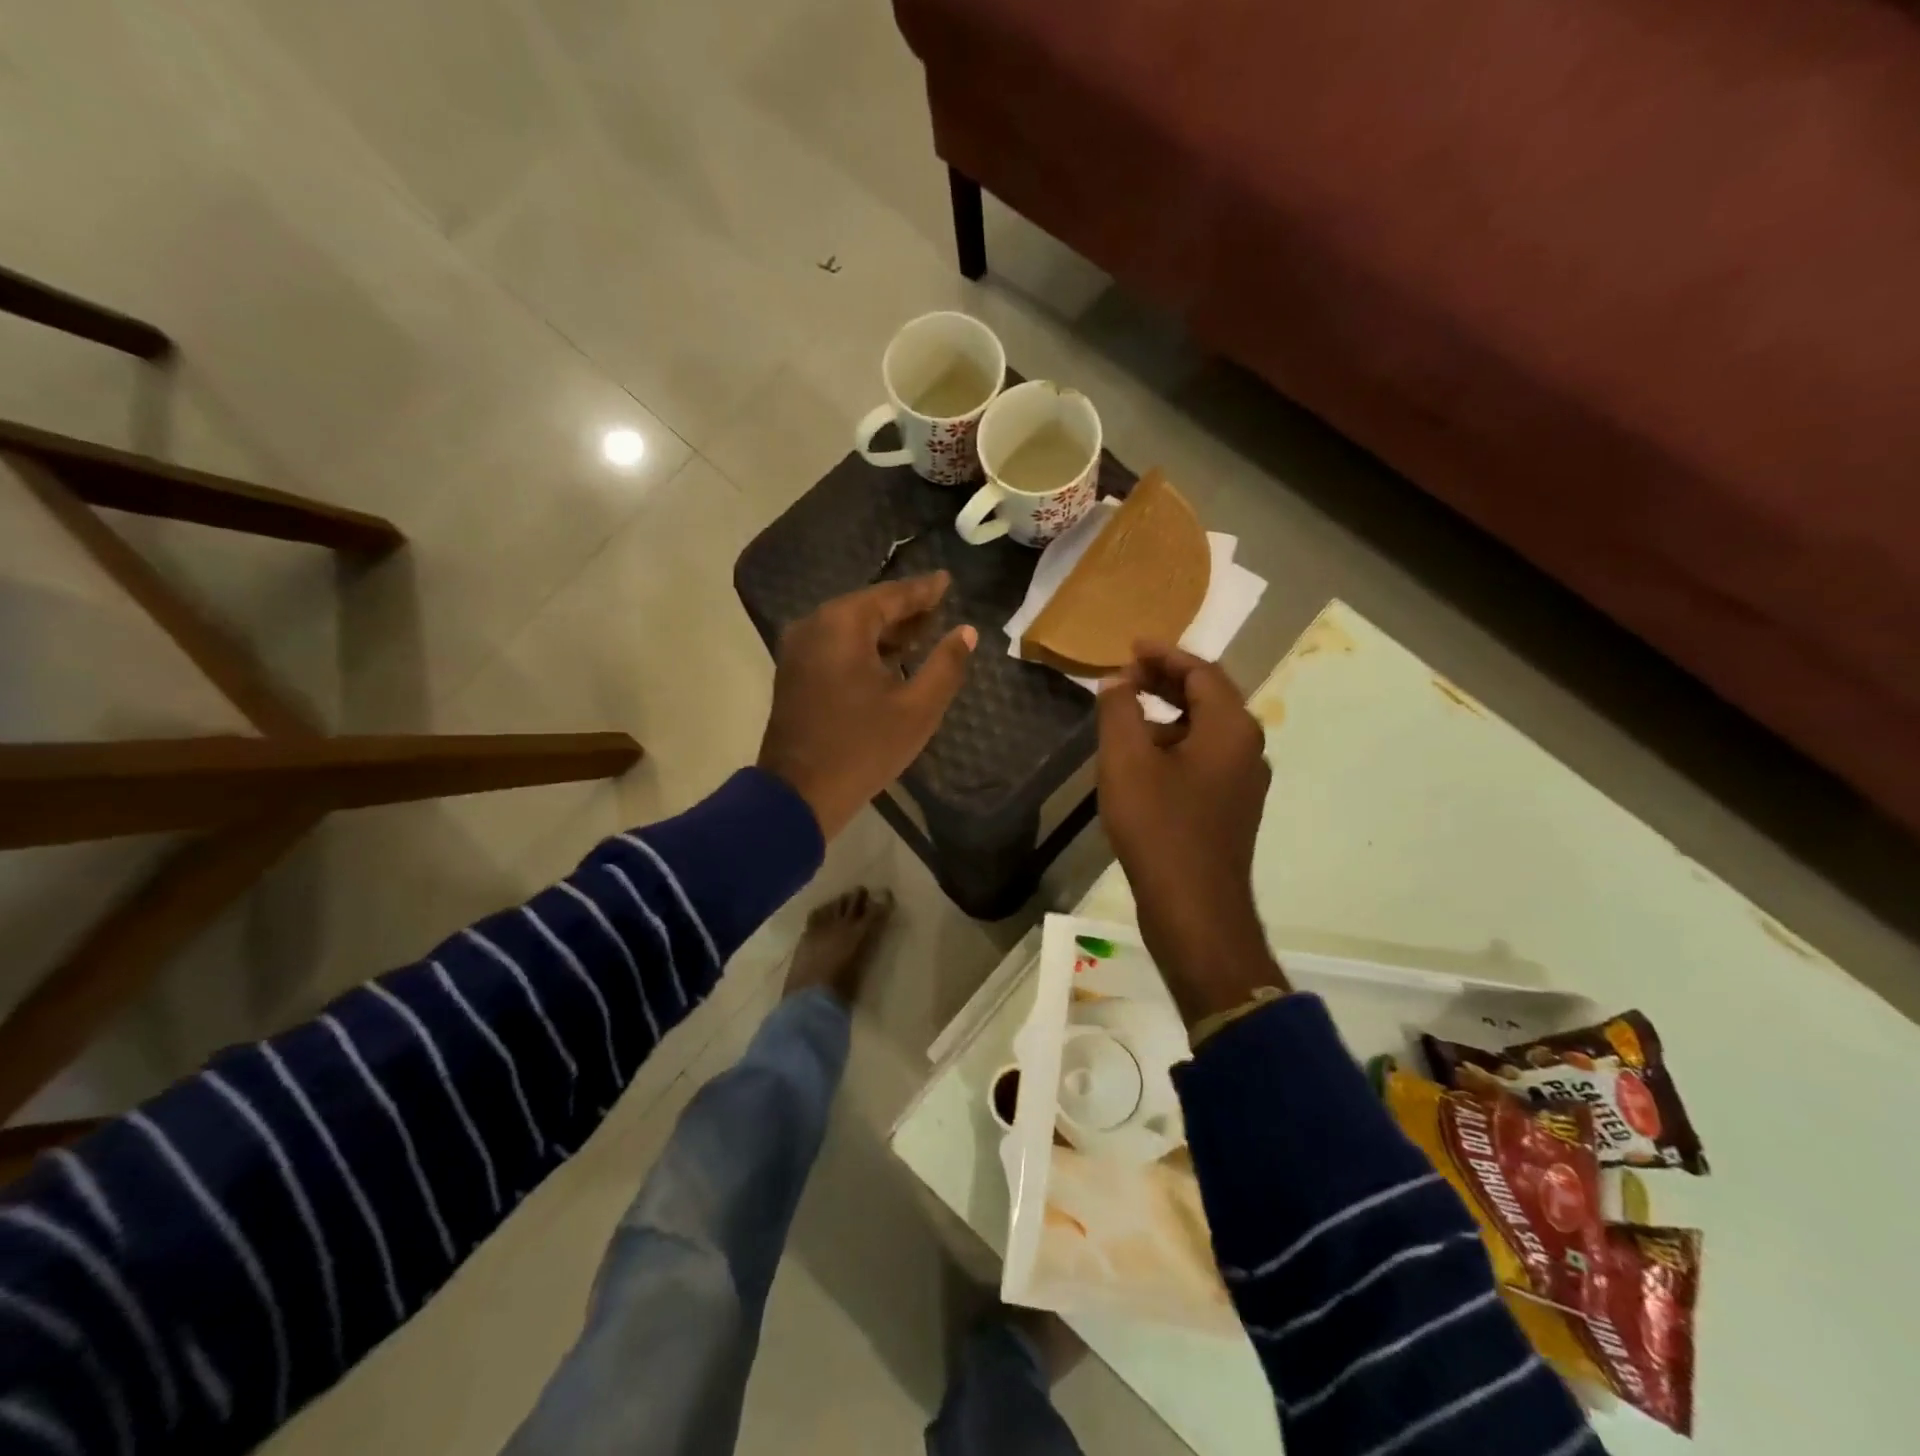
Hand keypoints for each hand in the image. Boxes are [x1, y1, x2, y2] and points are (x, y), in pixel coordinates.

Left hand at [758, 573, 976, 838]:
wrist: (800, 794)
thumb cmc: (864, 748)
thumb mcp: (917, 709)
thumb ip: (946, 665)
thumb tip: (966, 632)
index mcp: (842, 624)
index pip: (892, 596)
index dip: (924, 590)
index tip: (947, 581)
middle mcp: (814, 626)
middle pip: (867, 607)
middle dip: (904, 609)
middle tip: (938, 607)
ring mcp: (798, 650)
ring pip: (849, 627)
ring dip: (885, 630)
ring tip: (921, 633)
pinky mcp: (793, 673)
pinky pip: (835, 646)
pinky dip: (863, 647)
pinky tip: (889, 660)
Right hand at [1096, 644, 1286, 1022]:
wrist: (1194, 909)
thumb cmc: (1159, 827)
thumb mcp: (1126, 761)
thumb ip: (1119, 711)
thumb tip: (1118, 681)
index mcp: (1231, 728)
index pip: (1201, 671)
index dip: (1164, 654)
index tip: (1131, 646)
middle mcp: (1248, 748)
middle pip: (1208, 697)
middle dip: (1166, 680)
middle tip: (1125, 674)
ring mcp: (1244, 781)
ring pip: (1206, 730)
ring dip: (1168, 713)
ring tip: (1127, 713)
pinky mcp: (1232, 808)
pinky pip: (1205, 758)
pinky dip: (1175, 744)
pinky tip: (1143, 759)